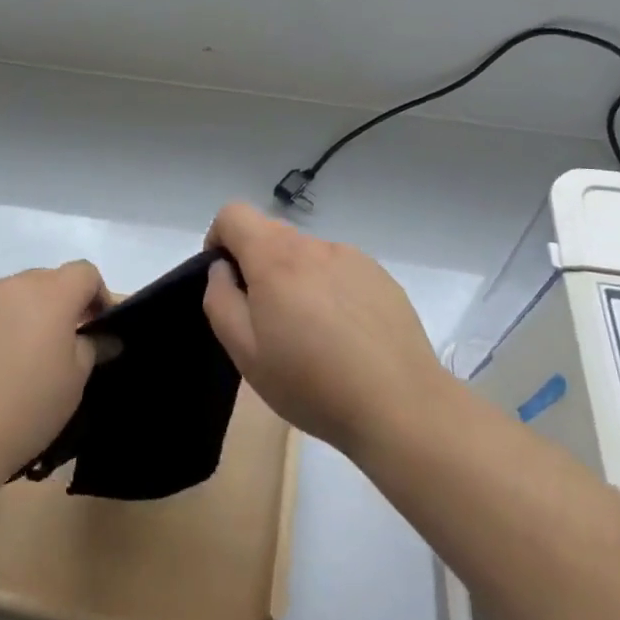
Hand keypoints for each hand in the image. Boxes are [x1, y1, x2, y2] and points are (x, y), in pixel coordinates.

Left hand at [0, 261, 107, 484]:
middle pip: (45, 281)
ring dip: (19, 316)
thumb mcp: (74, 383)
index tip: (95, 327)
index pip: (84, 272)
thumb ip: (92, 348)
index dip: (96, 296)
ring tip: (13, 361)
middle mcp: (10, 286)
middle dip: (57, 306)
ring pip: (8, 296)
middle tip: (55, 348)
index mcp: (50, 295)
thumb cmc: (24, 410)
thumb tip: (102, 337)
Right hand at [202, 203, 443, 460]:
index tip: (226, 279)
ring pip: (308, 256)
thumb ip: (221, 300)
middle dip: (258, 266)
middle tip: (268, 321)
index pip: (234, 214)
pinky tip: (346, 338)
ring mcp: (353, 258)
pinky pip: (340, 272)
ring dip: (297, 281)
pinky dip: (331, 292)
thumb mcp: (245, 352)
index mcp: (275, 257)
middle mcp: (314, 246)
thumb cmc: (312, 382)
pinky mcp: (381, 277)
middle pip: (272, 235)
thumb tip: (223, 270)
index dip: (219, 238)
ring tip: (312, 336)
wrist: (400, 405)